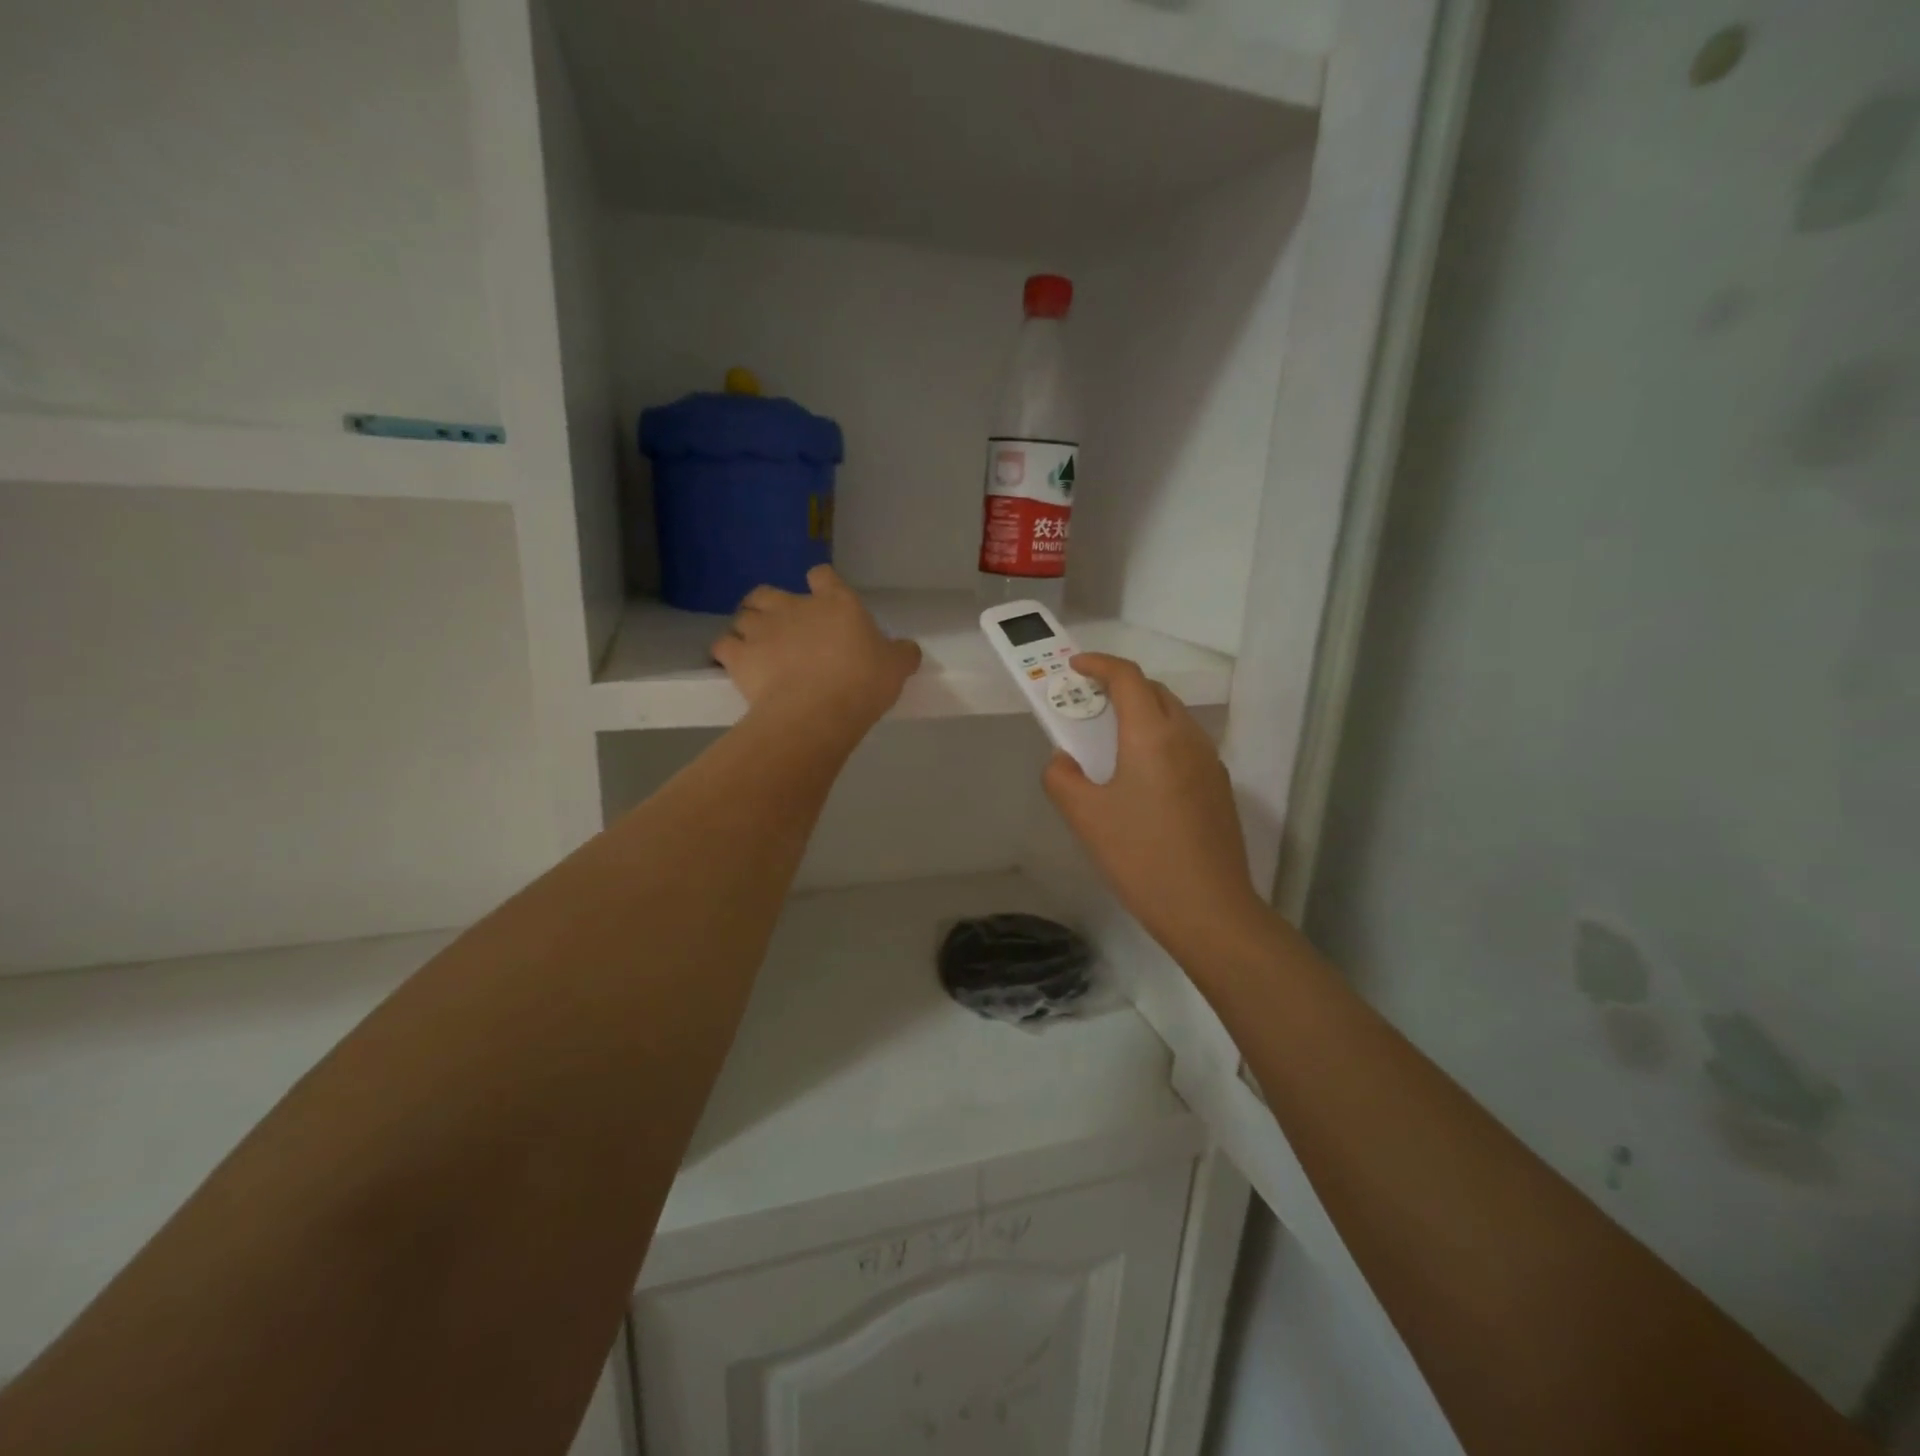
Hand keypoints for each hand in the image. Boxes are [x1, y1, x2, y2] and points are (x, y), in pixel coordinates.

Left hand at [712, 567, 921, 736]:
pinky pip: (722, 645)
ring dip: (746, 628)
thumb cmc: (862, 683)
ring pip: (742, 616)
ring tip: (755, 649)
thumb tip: (908, 650)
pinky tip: (735, 666)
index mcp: (836, 603)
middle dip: (769, 605)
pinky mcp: (738, 655)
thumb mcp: (896, 668)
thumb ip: (901, 654)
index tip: (822, 600)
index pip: (823, 576)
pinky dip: (727, 653)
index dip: (820, 585)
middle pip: (769, 592)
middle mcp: (794, 606)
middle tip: (780, 628)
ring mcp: (761, 628)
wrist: (817, 712)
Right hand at [1043, 653, 1269, 963]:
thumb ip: (1062, 777)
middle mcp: (1187, 737)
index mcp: (1152, 735)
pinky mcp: (1219, 788)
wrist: (1208, 909)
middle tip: (1088, 705)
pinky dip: (1158, 741)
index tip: (1076, 667)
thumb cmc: (1140, 857)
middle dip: (1120, 688)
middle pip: (1154, 692)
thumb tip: (1064, 761)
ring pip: (1173, 718)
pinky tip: (1141, 780)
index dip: (1099, 664)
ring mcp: (1210, 762)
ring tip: (1111, 743)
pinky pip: (1185, 746)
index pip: (1128, 677)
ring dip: (1141, 714)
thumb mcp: (1085, 817)